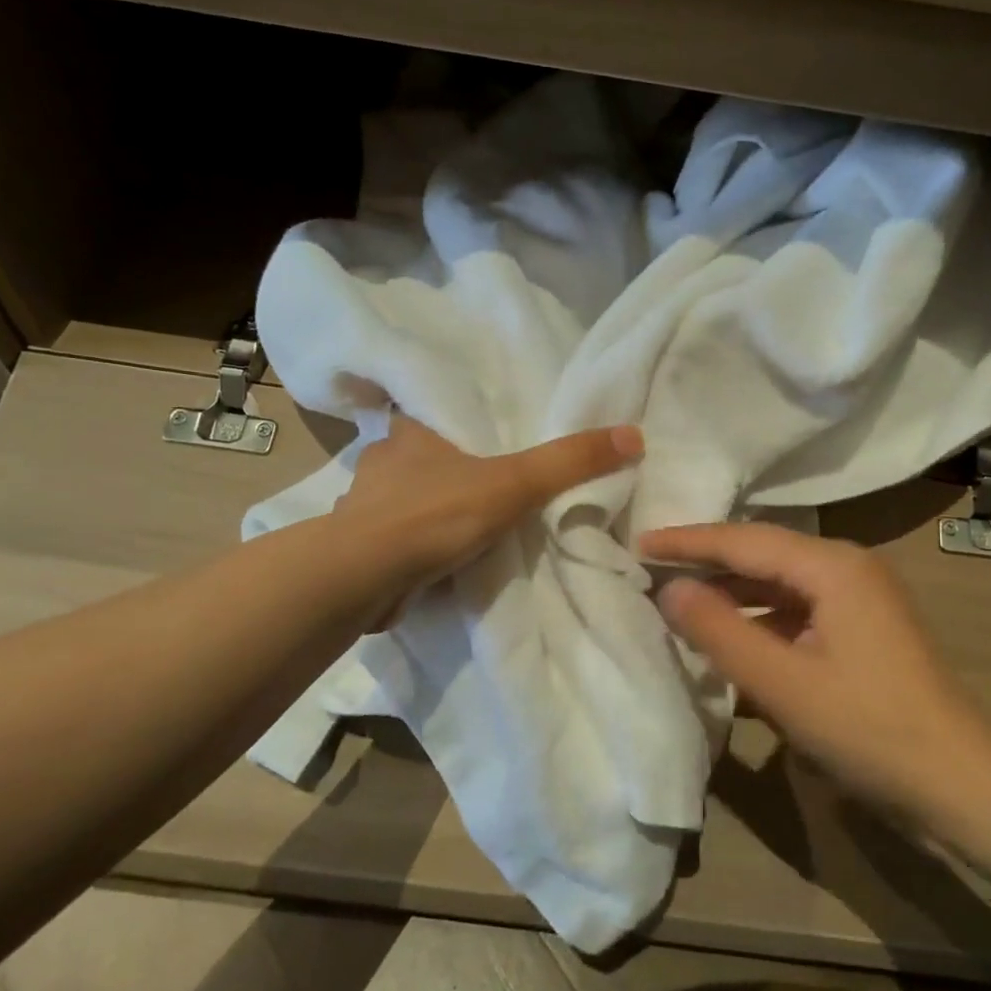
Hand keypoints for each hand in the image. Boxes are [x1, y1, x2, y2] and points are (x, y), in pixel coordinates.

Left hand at [335, 415, 642, 623]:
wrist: (362, 578)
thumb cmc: (436, 514)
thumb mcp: (515, 483)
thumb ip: (570, 462)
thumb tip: (634, 434)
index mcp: (409, 432)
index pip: (431, 412)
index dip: (455, 423)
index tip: (481, 438)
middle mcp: (381, 461)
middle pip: (420, 457)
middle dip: (446, 471)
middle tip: (485, 484)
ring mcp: (362, 505)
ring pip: (404, 500)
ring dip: (428, 511)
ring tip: (464, 525)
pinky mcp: (355, 547)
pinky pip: (393, 539)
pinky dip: (413, 547)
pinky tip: (434, 561)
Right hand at [641, 522, 990, 842]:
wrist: (961, 786)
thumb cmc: (870, 730)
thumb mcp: (783, 684)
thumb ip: (720, 631)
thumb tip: (669, 589)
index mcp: (833, 566)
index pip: (744, 540)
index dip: (688, 541)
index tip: (637, 542)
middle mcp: (847, 567)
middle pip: (762, 553)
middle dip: (706, 559)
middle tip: (650, 564)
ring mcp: (858, 597)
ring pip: (778, 582)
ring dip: (731, 590)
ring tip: (678, 595)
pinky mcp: (860, 628)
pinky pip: (796, 609)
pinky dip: (758, 618)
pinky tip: (729, 635)